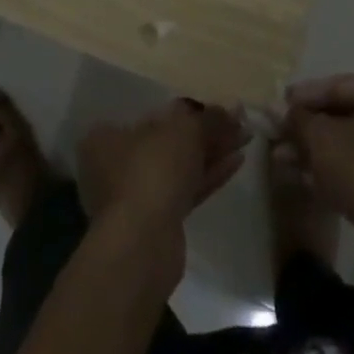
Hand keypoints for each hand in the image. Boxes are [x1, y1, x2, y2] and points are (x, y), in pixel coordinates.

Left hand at [77, 99, 249, 235]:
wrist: (143, 244)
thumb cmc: (152, 170)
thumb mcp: (185, 131)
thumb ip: (210, 118)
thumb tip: (235, 109)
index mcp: (108, 136)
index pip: (152, 114)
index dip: (187, 109)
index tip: (215, 108)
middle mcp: (115, 164)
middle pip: (168, 141)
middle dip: (205, 132)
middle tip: (238, 122)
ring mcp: (136, 196)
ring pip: (180, 167)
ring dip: (212, 152)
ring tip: (245, 137)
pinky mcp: (156, 222)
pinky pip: (186, 189)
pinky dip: (209, 175)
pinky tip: (237, 161)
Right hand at [282, 74, 353, 238]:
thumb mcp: (321, 138)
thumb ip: (298, 119)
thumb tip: (279, 110)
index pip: (339, 86)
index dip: (303, 97)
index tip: (277, 106)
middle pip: (348, 114)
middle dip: (310, 128)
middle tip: (279, 136)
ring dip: (320, 150)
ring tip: (285, 159)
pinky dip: (341, 168)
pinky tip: (309, 179)